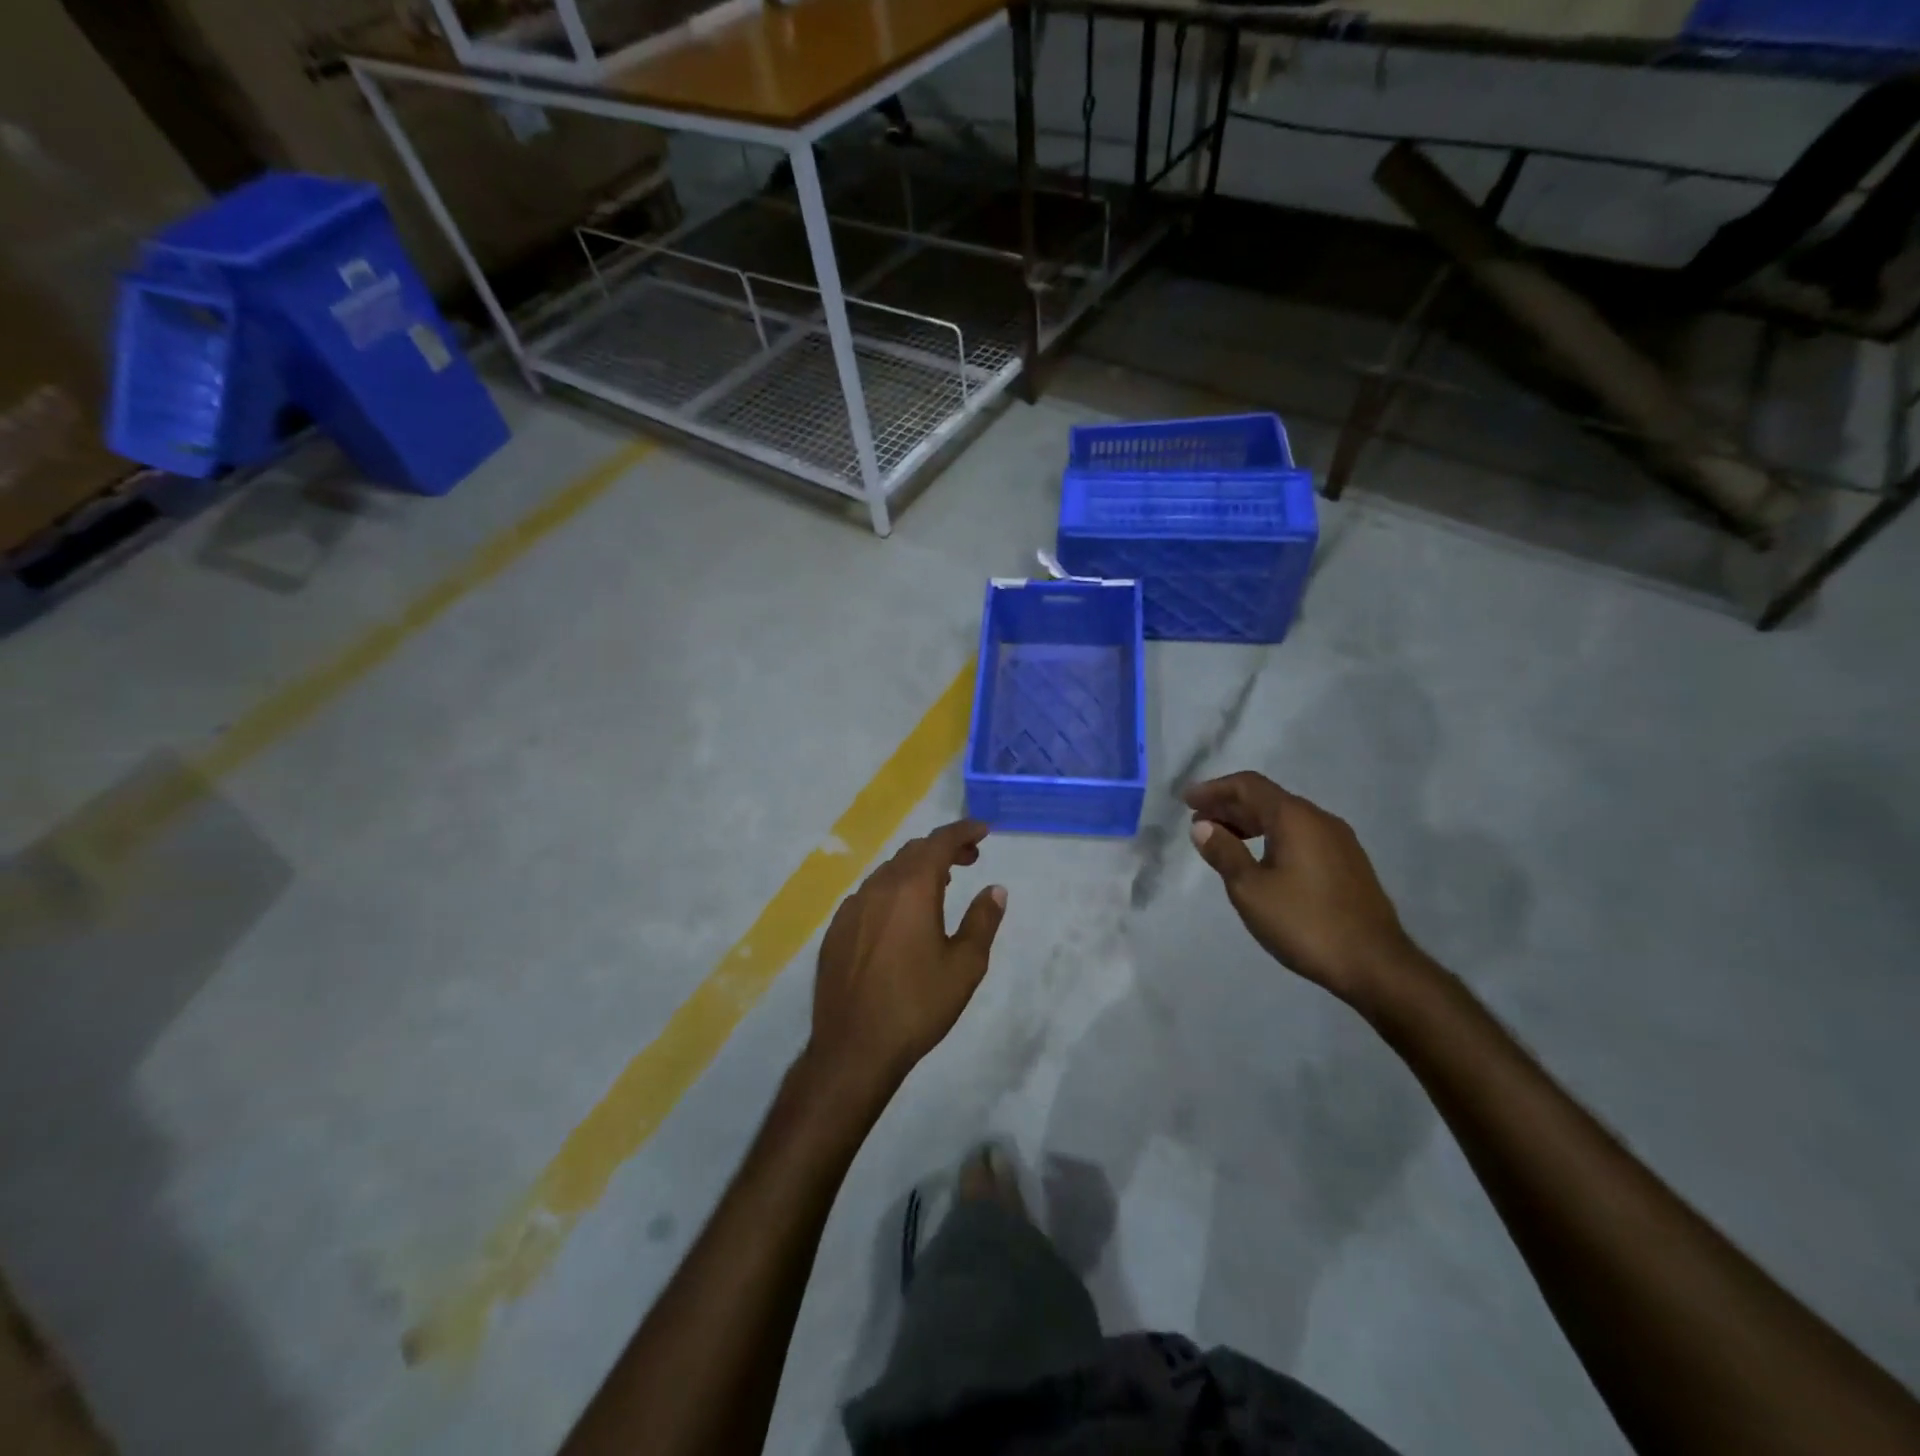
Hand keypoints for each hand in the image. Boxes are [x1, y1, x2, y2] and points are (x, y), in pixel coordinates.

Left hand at [807, 820, 1006, 1100]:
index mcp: (911, 888)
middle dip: (943, 848)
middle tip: (969, 859)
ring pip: (888, 872)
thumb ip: (982, 921)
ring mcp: (851, 908)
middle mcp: (878, 888)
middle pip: (913, 852)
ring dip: (916, 869)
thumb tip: (995, 890)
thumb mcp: (965, 966)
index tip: (983, 830)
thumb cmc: (917, 1005)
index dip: (963, 831)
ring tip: (940, 885)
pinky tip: (901, 917)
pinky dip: (892, 891)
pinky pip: (869, 896)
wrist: (854, 1047)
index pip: (939, 842)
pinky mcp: (836, 931)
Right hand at [1185, 772, 1422, 1005]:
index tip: (1186, 800)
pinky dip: (1272, 837)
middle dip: (1229, 806)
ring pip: (1285, 819)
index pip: (1248, 785)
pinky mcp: (1348, 863)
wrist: (1376, 964)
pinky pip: (1301, 836)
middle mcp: (1319, 819)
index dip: (1214, 789)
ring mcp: (1339, 841)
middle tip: (1198, 821)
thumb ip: (1224, 852)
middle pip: (1267, 799)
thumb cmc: (1305, 922)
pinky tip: (1259, 860)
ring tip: (1223, 841)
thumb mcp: (1250, 889)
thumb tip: (1202, 826)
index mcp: (1295, 818)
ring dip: (1250, 823)